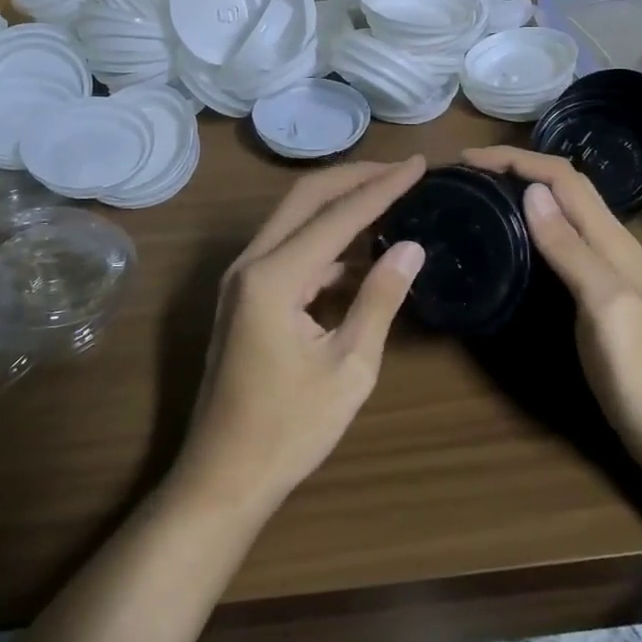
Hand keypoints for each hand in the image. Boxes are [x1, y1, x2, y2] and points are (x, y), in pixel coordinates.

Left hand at [177, 158, 427, 517]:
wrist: (223, 476)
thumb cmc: (289, 430)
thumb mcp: (349, 369)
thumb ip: (379, 300)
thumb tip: (412, 247)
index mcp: (273, 277)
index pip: (337, 215)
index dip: (381, 187)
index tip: (418, 165)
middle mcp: (250, 263)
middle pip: (305, 197)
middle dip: (355, 177)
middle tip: (402, 169)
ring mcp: (241, 277)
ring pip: (294, 218)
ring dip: (339, 204)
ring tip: (388, 198)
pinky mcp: (245, 294)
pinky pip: (288, 248)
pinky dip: (325, 239)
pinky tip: (360, 252)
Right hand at [463, 147, 641, 473]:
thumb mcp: (606, 305)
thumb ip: (571, 249)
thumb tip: (532, 191)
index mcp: (613, 241)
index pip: (563, 178)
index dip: (517, 160)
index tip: (468, 159)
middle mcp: (610, 248)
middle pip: (564, 189)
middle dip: (518, 169)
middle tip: (468, 176)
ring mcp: (606, 275)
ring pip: (563, 215)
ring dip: (525, 195)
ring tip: (481, 198)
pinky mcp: (596, 300)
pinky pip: (561, 247)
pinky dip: (533, 230)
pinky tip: (512, 245)